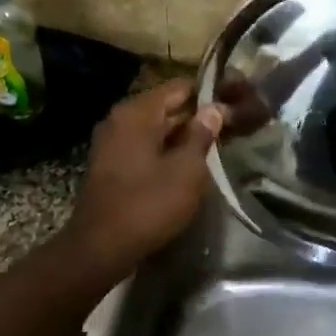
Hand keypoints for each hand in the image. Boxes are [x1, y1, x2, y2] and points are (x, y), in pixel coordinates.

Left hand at [61, 80, 224, 275]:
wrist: (101, 247)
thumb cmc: (148, 204)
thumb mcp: (186, 170)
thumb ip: (202, 135)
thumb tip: (214, 109)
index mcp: (137, 112)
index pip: (180, 87)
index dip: (209, 95)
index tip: (234, 106)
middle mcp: (120, 119)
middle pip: (166, 107)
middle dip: (197, 117)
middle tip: (231, 129)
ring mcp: (112, 143)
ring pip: (156, 129)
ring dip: (183, 137)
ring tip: (215, 148)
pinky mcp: (111, 165)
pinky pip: (144, 147)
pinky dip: (166, 151)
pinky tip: (187, 167)